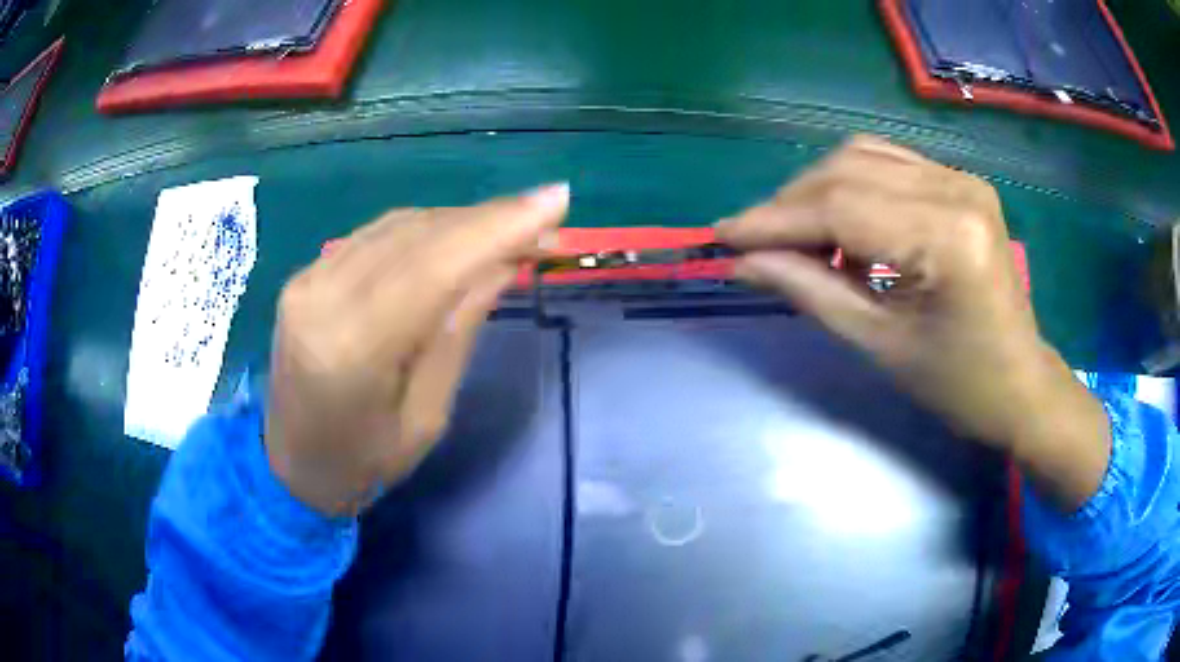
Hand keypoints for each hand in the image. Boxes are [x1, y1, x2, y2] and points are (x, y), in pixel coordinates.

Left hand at [264, 185, 568, 515]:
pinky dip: (424, 230)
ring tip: (509, 229)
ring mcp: (308, 280)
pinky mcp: (306, 275)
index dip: (497, 228)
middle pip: (416, 236)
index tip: (555, 200)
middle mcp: (323, 299)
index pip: (432, 267)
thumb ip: (458, 331)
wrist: (291, 466)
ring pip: (398, 226)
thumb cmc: (365, 462)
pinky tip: (456, 237)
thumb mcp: (428, 416)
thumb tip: (502, 263)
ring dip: (460, 221)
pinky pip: (375, 236)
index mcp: (353, 350)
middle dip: (488, 219)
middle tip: (544, 217)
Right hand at [716, 136, 1109, 510]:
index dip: (773, 220)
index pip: (840, 207)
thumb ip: (808, 291)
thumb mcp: (880, 344)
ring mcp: (962, 178)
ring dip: (816, 192)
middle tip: (754, 244)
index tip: (722, 236)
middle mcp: (956, 188)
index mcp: (947, 237)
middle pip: (847, 170)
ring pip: (863, 158)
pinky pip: (888, 166)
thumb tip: (742, 262)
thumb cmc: (958, 385)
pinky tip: (842, 228)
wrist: (1021, 385)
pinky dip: (851, 189)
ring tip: (795, 239)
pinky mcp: (961, 183)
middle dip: (790, 205)